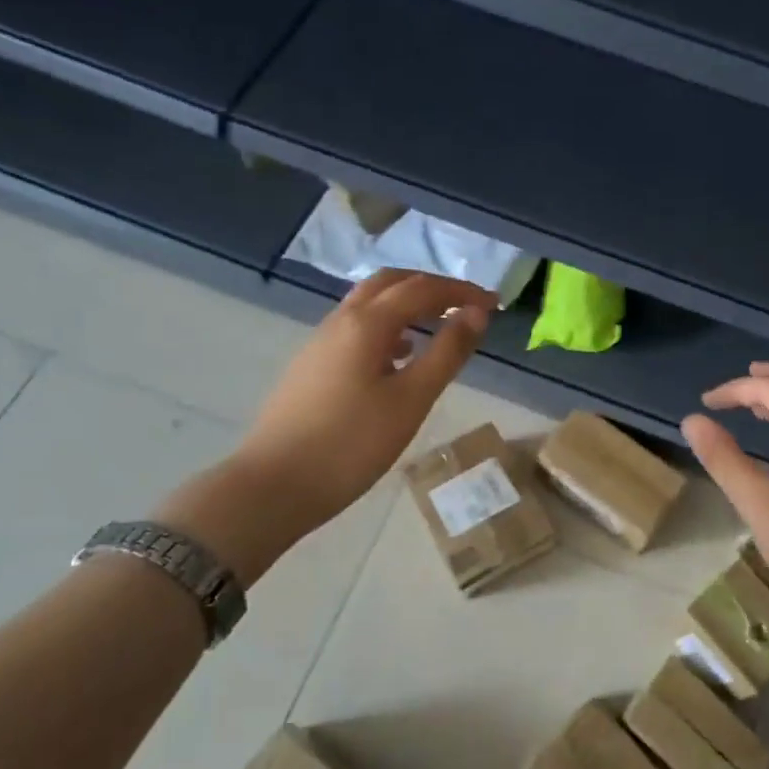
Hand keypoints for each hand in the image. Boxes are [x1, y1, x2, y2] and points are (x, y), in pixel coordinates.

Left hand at [159, 270, 492, 584]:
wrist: (274, 486)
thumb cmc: (352, 444)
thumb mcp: (411, 400)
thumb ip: (447, 352)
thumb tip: (476, 314)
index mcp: (366, 324)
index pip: (422, 289)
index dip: (461, 291)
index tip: (494, 303)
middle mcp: (340, 321)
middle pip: (390, 283)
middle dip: (432, 287)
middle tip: (465, 306)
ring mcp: (320, 342)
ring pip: (369, 304)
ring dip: (407, 304)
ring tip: (438, 327)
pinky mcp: (312, 366)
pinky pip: (356, 329)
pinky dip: (387, 327)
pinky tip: (399, 357)